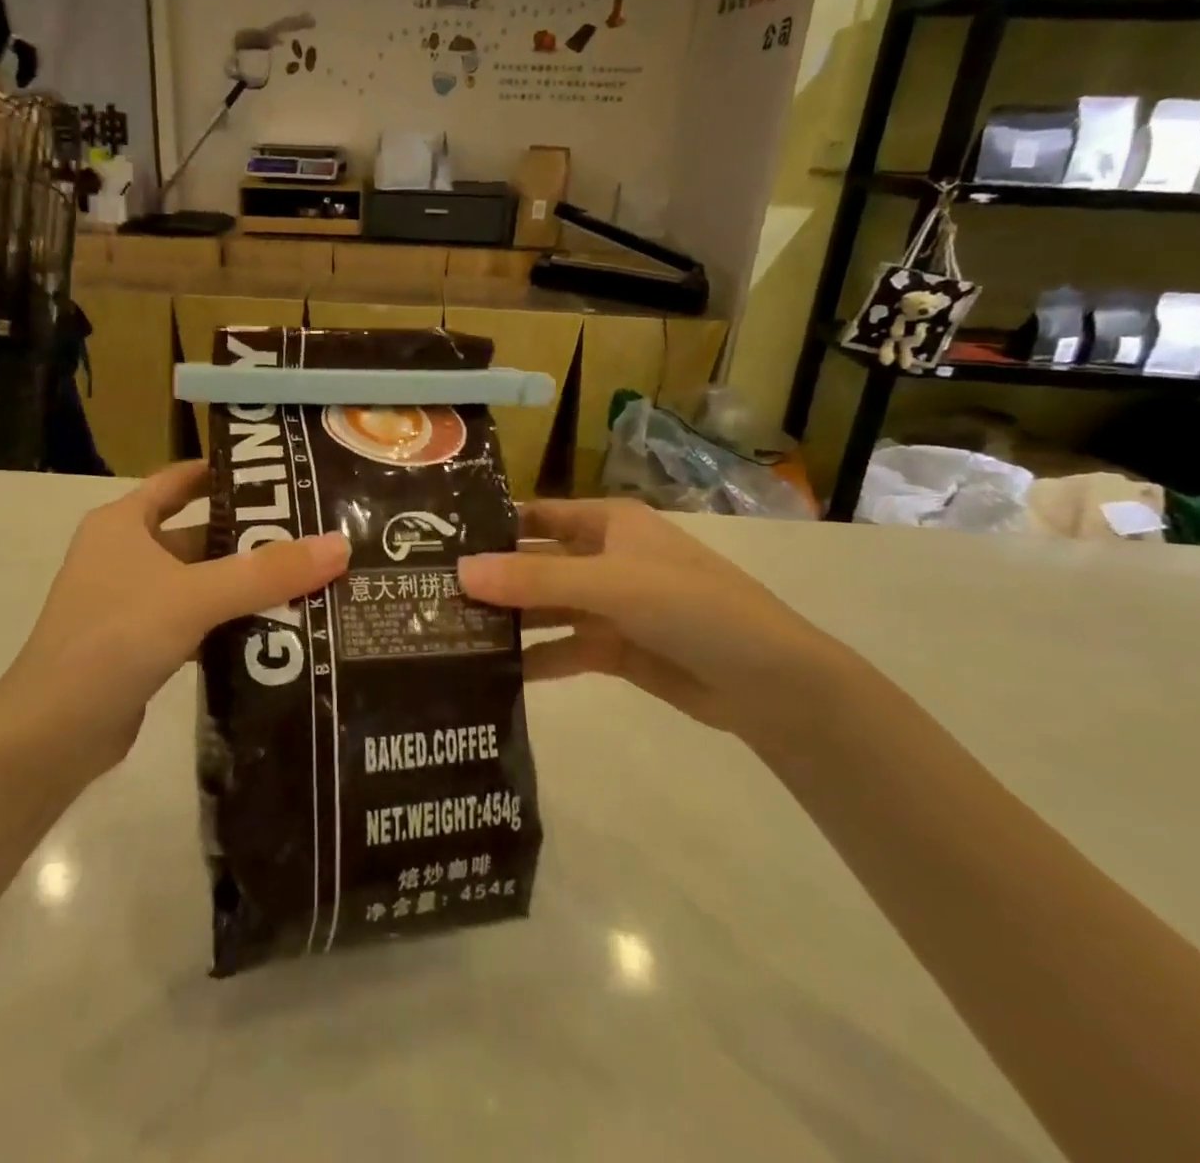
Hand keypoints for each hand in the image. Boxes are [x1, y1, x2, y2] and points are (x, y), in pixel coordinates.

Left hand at [0, 462, 349, 775]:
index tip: (277, 473)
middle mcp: (122, 555)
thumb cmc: (115, 638)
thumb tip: (340, 545)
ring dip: (241, 583)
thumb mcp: (195, 596)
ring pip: (198, 581)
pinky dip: (226, 621)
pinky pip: (193, 619)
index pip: (178, 480)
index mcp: (122, 524)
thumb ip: (266, 572)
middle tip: (310, 535)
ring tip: (306, 579)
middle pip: (196, 533)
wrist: (53, 733)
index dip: (222, 472)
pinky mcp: (137, 645)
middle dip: (248, 536)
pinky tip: (271, 629)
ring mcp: (128, 602)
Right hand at [458, 499, 860, 748]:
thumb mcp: (610, 584)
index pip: (536, 516)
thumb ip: (535, 579)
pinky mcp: (613, 651)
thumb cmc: (691, 606)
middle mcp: (602, 559)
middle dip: (491, 579)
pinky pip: (561, 649)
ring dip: (506, 621)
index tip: (437, 541)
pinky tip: (493, 673)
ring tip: (449, 635)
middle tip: (429, 596)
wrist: (769, 683)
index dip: (492, 525)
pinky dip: (532, 659)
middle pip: (534, 564)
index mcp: (607, 524)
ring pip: (544, 609)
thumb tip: (459, 571)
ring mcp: (608, 606)